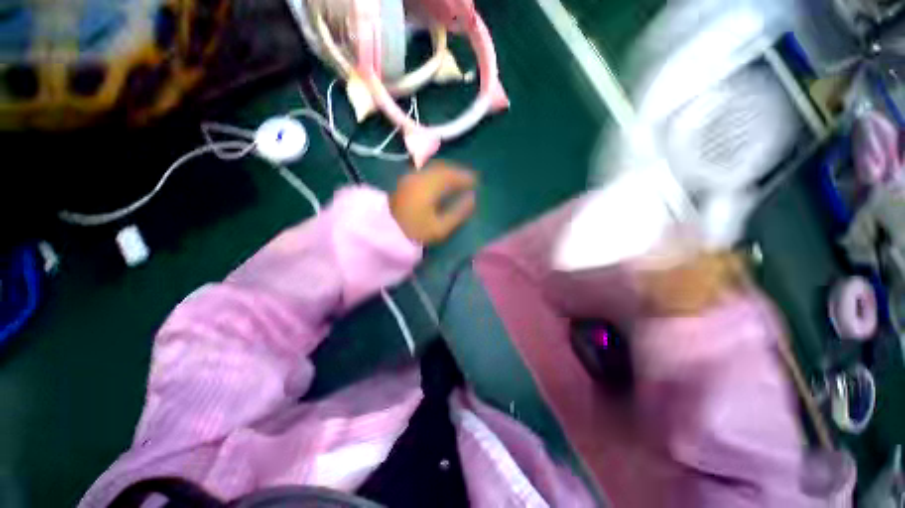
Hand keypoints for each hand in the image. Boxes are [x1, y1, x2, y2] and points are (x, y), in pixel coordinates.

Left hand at [390, 162, 476, 244]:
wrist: (385, 232)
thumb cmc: (415, 232)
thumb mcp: (440, 227)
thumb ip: (458, 212)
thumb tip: (472, 198)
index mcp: (429, 186)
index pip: (452, 176)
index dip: (466, 177)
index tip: (476, 181)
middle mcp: (420, 176)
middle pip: (443, 168)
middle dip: (458, 172)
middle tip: (469, 179)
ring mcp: (411, 177)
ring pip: (434, 168)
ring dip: (448, 171)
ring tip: (457, 180)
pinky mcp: (405, 181)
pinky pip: (426, 172)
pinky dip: (438, 174)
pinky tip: (441, 181)